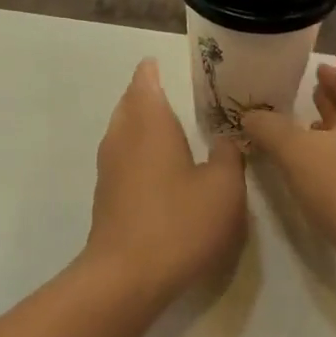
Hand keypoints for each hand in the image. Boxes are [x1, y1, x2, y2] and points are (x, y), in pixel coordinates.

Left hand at [83, 60, 246, 297]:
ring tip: (163, 123)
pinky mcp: (106, 195)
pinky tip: (155, 165)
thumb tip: (226, 137)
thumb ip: (228, 155)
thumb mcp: (223, 187)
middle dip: (144, 93)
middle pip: (129, 104)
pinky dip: (135, 149)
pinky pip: (121, 157)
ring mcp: (109, 167)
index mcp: (150, 124)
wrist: (127, 275)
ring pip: (122, 131)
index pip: (145, 82)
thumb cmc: (180, 222)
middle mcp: (123, 137)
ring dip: (138, 122)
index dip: (151, 70)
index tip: (158, 62)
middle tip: (166, 89)